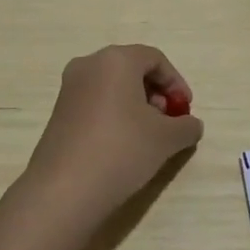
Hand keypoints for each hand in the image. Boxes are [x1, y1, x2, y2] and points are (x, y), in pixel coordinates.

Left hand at [21, 44, 203, 227]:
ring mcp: (69, 89)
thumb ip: (186, 126)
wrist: (64, 190)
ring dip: (137, 106)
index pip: (155, 59)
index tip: (186, 110)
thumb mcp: (166, 138)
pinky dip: (115, 115)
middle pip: (132, 70)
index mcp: (115, 60)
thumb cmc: (122, 150)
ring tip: (148, 137)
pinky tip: (123, 145)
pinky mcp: (58, 113)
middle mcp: (88, 65)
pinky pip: (95, 103)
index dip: (176, 83)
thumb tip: (190, 125)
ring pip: (113, 87)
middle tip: (168, 122)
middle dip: (156, 94)